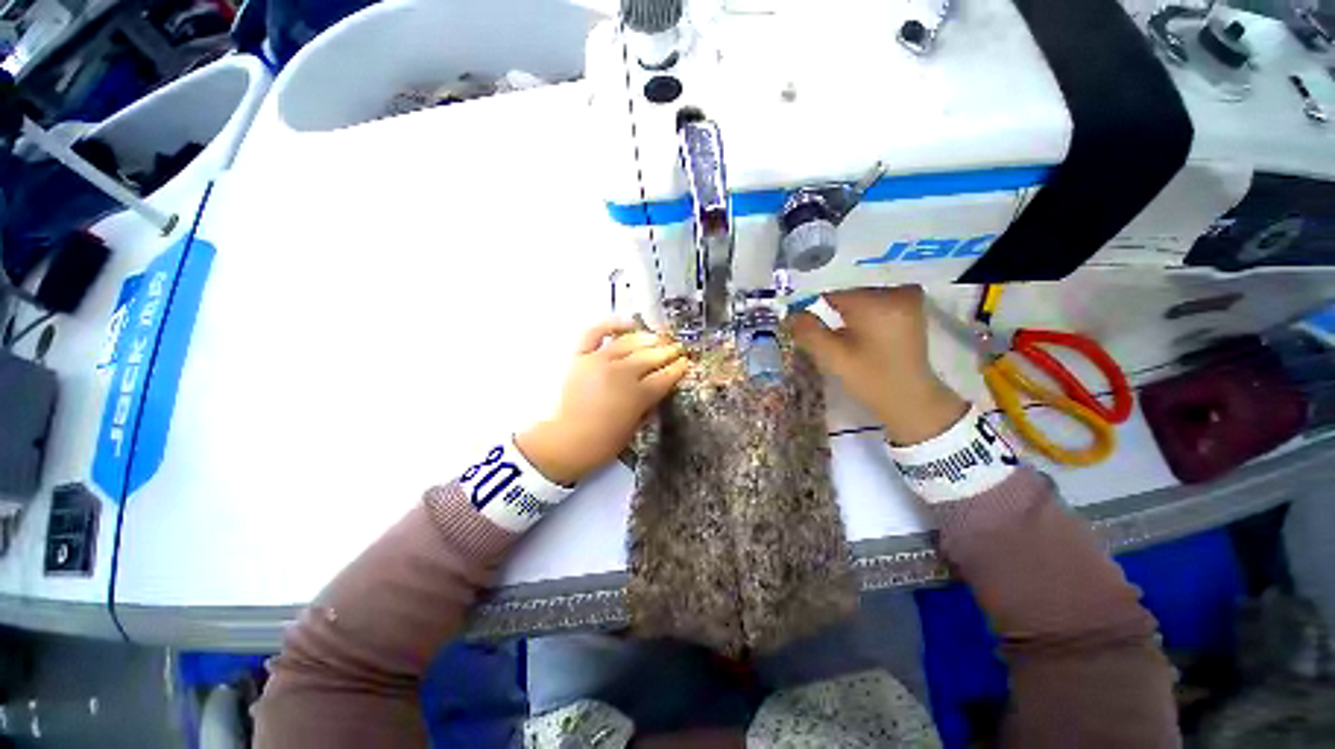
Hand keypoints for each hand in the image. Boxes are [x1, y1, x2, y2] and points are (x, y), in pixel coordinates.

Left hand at [516, 320, 689, 485]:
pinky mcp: (581, 356)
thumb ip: (648, 405)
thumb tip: (657, 389)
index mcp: (638, 395)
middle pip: (651, 357)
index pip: (665, 376)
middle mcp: (622, 373)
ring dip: (648, 338)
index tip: (686, 362)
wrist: (566, 442)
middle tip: (677, 349)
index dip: (678, 368)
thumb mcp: (635, 428)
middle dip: (668, 352)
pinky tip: (627, 323)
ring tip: (659, 338)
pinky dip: (611, 325)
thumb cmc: (604, 442)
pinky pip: (596, 333)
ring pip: (629, 342)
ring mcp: (600, 361)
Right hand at [787, 287, 966, 445]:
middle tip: (814, 323)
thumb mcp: (834, 357)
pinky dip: (860, 312)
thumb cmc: (871, 379)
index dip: (812, 305)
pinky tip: (853, 329)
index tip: (799, 317)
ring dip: (844, 310)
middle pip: (848, 292)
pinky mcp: (910, 308)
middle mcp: (896, 292)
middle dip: (829, 307)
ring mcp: (907, 299)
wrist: (911, 400)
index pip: (833, 293)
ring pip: (861, 297)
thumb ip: (808, 331)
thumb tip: (790, 313)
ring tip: (832, 328)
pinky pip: (875, 302)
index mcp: (878, 302)